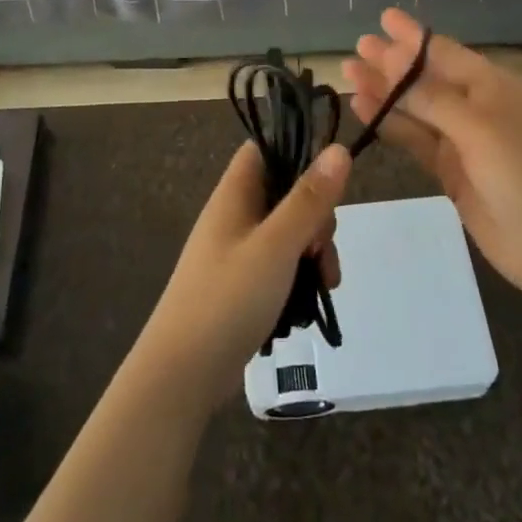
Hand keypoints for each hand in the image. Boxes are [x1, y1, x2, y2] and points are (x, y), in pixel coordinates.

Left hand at [134, 141, 350, 415]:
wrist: (182, 372)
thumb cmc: (228, 297)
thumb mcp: (277, 245)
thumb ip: (309, 199)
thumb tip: (339, 149)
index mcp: (235, 193)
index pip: (265, 149)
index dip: (296, 155)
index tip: (326, 186)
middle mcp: (235, 214)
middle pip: (285, 193)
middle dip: (315, 218)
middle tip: (321, 251)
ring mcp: (237, 250)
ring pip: (287, 232)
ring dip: (312, 252)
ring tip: (324, 284)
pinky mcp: (242, 283)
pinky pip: (279, 264)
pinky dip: (298, 277)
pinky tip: (309, 304)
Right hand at [342, 8, 521, 303]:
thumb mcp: (479, 127)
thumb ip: (432, 97)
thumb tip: (393, 61)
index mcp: (496, 87)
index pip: (446, 53)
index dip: (414, 36)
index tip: (384, 17)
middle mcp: (479, 108)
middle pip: (428, 78)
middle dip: (393, 62)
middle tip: (358, 45)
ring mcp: (465, 141)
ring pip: (417, 109)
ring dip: (385, 92)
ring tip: (349, 73)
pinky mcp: (452, 172)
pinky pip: (416, 139)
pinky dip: (390, 124)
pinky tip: (363, 110)